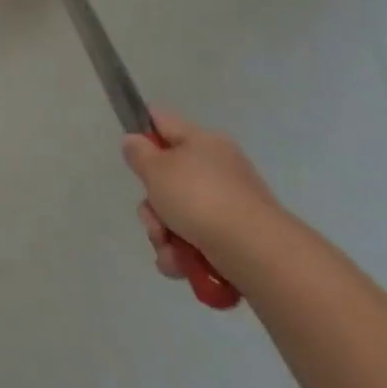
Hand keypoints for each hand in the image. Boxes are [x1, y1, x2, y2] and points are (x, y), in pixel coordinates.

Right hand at [122, 110, 283, 279]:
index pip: (162, 122)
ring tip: (169, 249)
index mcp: (203, 142)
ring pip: (176, 214)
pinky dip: (182, 254)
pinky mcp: (234, 238)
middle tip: (153, 216)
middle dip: (151, 204)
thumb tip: (136, 142)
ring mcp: (229, 205)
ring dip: (163, 234)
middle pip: (166, 178)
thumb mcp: (156, 168)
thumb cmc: (200, 198)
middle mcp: (218, 169)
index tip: (130, 152)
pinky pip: (194, 240)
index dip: (141, 131)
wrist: (256, 253)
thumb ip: (138, 152)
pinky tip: (181, 265)